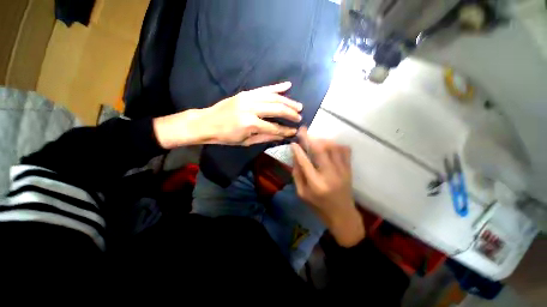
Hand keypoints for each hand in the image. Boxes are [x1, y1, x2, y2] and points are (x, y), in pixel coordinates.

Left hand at [153, 82, 301, 148]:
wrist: (207, 122)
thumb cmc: (226, 136)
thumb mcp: (246, 141)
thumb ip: (265, 137)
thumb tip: (282, 135)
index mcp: (250, 124)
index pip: (274, 127)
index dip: (286, 130)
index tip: (295, 131)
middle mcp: (251, 108)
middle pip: (277, 109)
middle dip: (290, 113)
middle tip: (299, 117)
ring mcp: (248, 97)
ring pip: (273, 97)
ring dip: (288, 101)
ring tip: (298, 105)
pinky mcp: (246, 92)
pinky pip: (264, 88)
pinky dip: (277, 87)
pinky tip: (288, 85)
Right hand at [291, 127, 364, 246]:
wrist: (342, 215)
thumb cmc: (318, 206)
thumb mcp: (302, 194)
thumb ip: (297, 175)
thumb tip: (295, 156)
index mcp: (315, 184)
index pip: (304, 162)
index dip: (297, 150)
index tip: (293, 141)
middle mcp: (329, 175)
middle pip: (320, 150)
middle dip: (310, 138)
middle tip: (303, 130)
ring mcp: (342, 171)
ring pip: (333, 148)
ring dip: (322, 140)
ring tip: (315, 138)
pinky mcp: (349, 170)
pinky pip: (345, 151)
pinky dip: (336, 144)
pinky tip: (329, 145)